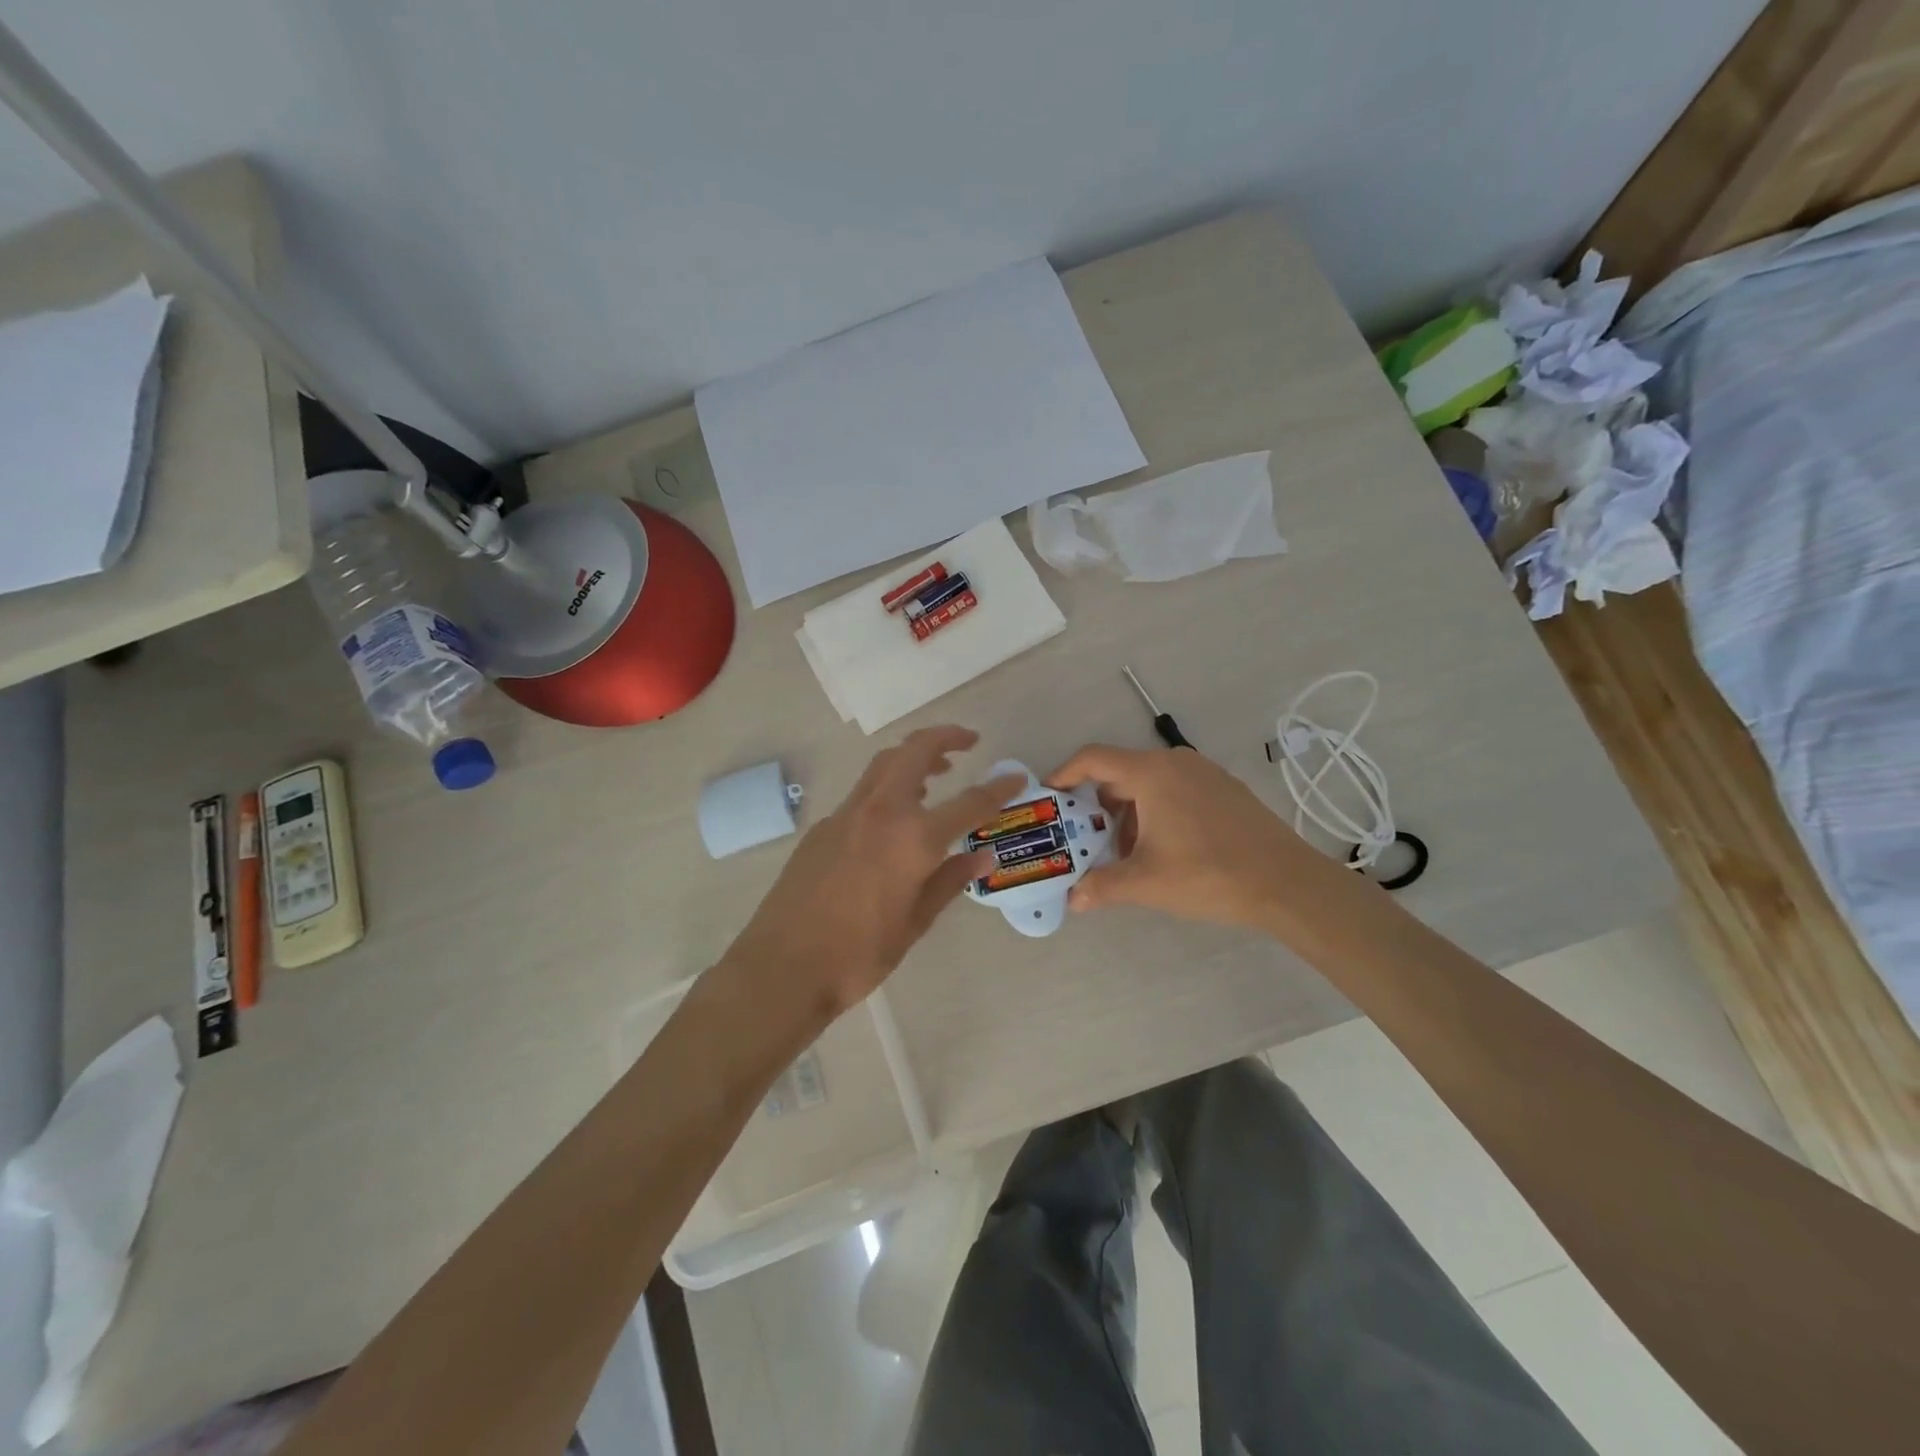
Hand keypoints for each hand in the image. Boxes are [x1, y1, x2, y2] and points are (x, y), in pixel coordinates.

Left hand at [721, 727, 1022, 1019]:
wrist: (783, 967)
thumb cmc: (859, 954)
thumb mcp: (915, 922)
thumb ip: (950, 880)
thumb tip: (982, 855)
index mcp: (913, 838)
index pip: (968, 802)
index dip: (997, 789)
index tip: (1016, 778)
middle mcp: (881, 812)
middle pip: (915, 752)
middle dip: (945, 737)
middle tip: (969, 741)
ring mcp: (846, 814)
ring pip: (884, 764)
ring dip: (913, 756)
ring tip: (937, 771)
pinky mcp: (822, 827)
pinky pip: (863, 793)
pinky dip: (888, 786)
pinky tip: (894, 818)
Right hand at [1044, 744, 1345, 931]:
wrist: (1287, 883)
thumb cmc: (1208, 874)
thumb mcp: (1146, 883)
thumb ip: (1101, 886)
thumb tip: (1073, 899)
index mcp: (1151, 773)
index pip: (1093, 758)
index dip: (1064, 774)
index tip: (1048, 798)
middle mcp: (1175, 762)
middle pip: (1119, 773)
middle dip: (1096, 805)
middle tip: (1083, 838)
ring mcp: (1204, 773)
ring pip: (1148, 784)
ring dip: (1127, 814)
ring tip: (1124, 854)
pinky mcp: (1224, 790)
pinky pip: (1174, 791)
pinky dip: (1155, 813)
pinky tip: (1161, 851)